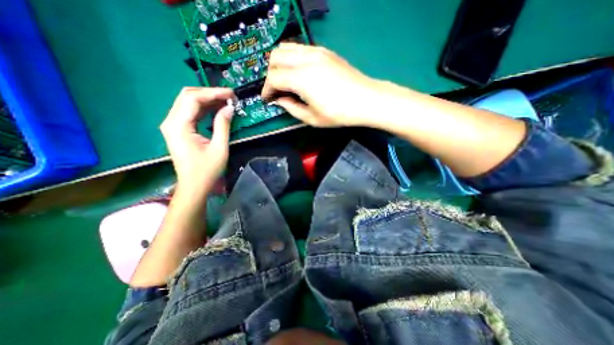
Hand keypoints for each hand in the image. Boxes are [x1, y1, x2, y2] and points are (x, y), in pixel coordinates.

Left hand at [159, 86, 233, 196]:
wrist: (193, 185)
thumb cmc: (207, 170)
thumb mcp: (219, 148)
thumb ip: (223, 125)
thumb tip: (229, 108)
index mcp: (179, 126)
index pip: (193, 98)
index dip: (213, 93)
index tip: (231, 94)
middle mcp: (171, 121)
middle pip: (187, 96)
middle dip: (210, 93)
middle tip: (229, 97)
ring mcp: (173, 125)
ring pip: (188, 102)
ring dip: (208, 99)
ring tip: (226, 101)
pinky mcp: (178, 129)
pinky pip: (190, 112)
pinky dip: (204, 108)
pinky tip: (217, 109)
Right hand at [261, 44, 382, 125]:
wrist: (366, 100)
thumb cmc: (339, 114)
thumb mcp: (312, 118)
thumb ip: (292, 108)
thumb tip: (280, 100)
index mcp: (302, 79)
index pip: (274, 77)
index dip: (267, 89)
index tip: (267, 99)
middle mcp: (306, 59)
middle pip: (275, 57)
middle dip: (270, 74)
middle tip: (276, 90)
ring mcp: (317, 52)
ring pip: (286, 48)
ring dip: (280, 64)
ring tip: (285, 80)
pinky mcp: (325, 51)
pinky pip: (300, 49)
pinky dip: (292, 59)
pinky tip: (298, 73)